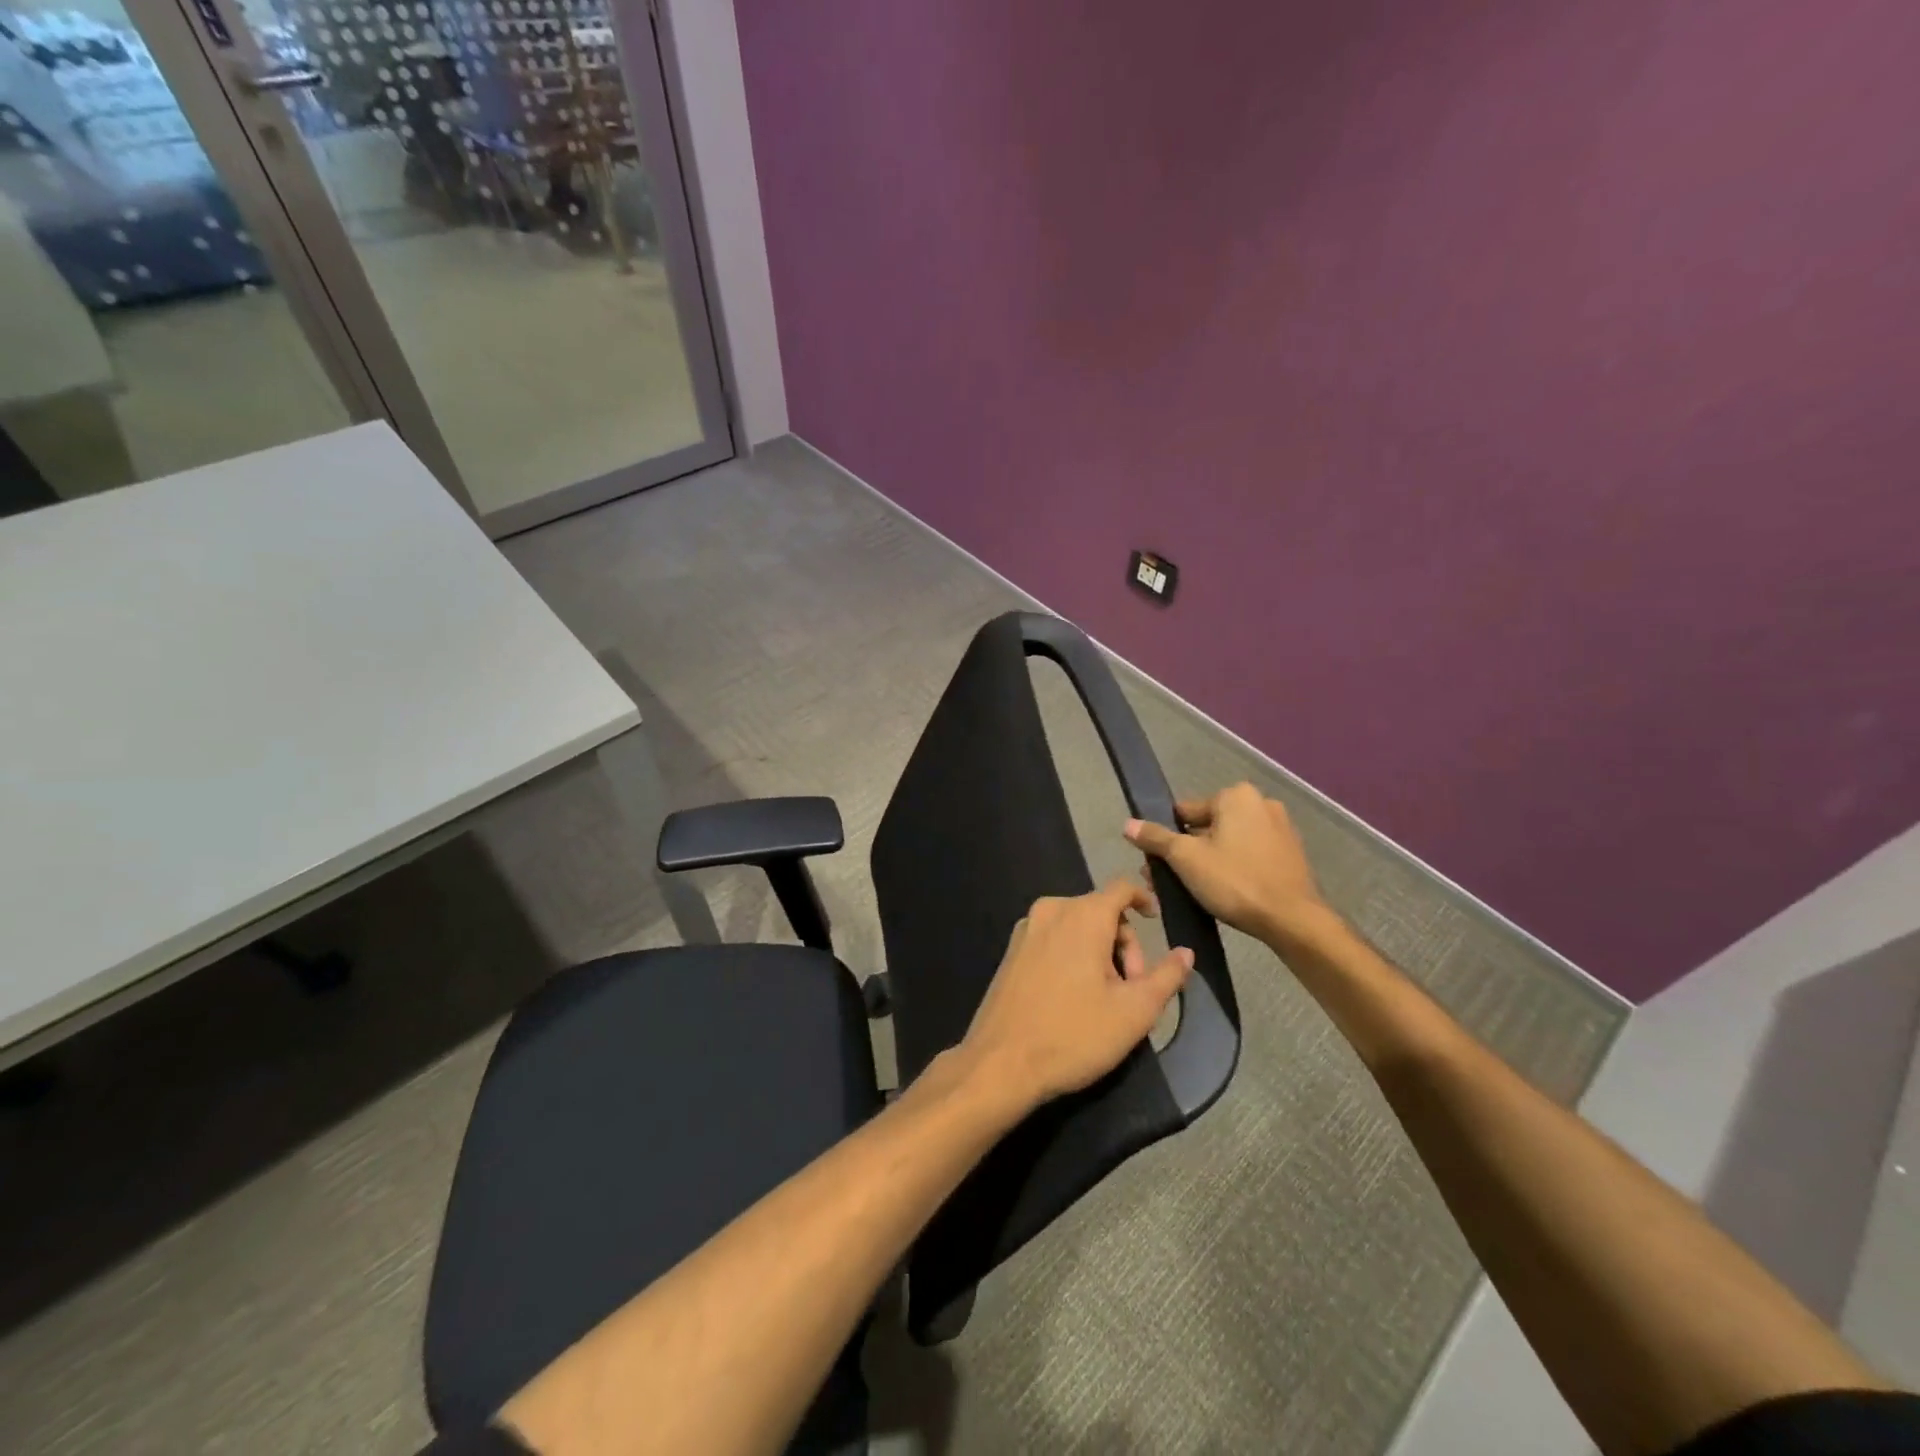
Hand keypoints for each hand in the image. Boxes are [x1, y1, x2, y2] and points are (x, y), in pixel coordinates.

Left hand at [958, 880, 1192, 1111]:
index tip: (1156, 921)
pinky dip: (1072, 956)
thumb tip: (1186, 952)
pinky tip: (1075, 997)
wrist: (1000, 1063)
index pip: (1121, 887)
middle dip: (1124, 944)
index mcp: (1082, 915)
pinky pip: (1053, 939)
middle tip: (1133, 989)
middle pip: (1101, 911)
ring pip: (1076, 926)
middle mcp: (1051, 910)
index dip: (1144, 898)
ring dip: (1099, 952)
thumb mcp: (1134, 1011)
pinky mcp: (1011, 950)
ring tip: (1106, 998)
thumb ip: (1166, 976)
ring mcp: (1026, 929)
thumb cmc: (1074, 1034)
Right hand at [1124, 782, 1331, 944]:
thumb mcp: (1186, 858)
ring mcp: (1280, 828)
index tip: (1160, 863)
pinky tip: (1226, 891)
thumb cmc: (1235, 881)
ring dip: (1209, 860)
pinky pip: (1250, 853)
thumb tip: (1128, 824)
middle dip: (1188, 851)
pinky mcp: (1291, 853)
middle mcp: (1261, 803)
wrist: (1293, 920)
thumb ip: (1155, 838)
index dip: (1168, 837)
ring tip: (1194, 890)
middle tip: (1171, 880)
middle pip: (1208, 826)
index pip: (1186, 811)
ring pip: (1229, 841)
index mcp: (1236, 796)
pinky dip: (1234, 866)